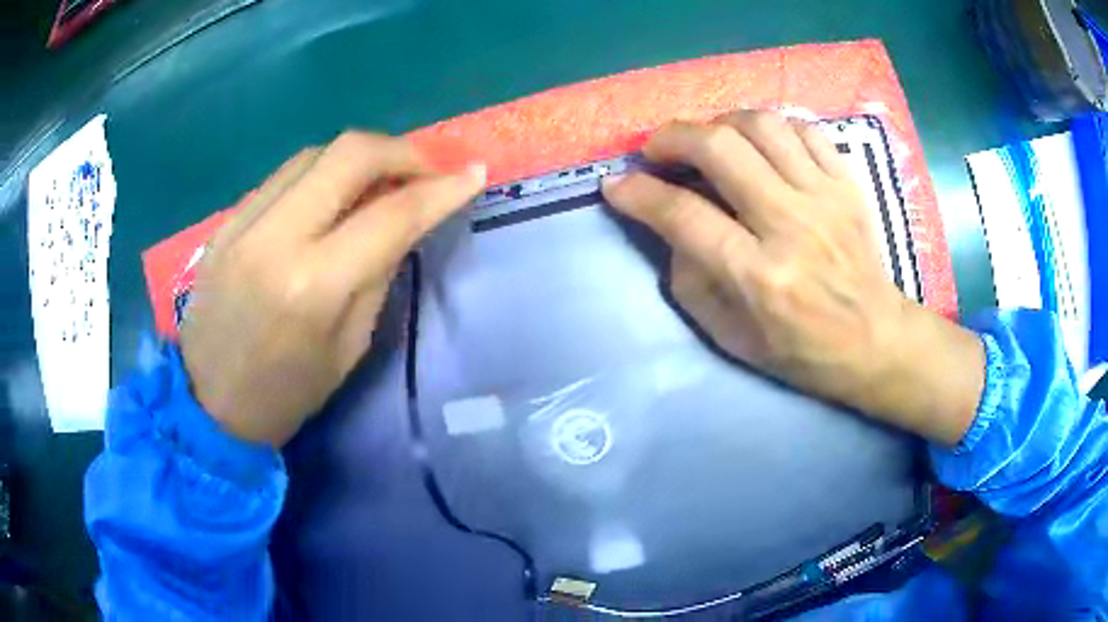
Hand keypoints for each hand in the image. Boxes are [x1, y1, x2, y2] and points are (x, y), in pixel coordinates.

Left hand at [180, 132, 485, 446]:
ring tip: (384, 180)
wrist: (207, 404)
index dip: (441, 190)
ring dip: (361, 157)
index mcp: (312, 286)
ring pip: (315, 153)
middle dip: (401, 151)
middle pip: (349, 153)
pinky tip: (334, 197)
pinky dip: (322, 174)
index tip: (474, 174)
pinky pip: (285, 176)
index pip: (391, 215)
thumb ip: (378, 274)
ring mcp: (244, 222)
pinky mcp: (227, 221)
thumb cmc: (285, 395)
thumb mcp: (349, 349)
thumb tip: (404, 220)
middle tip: (427, 171)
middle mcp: (275, 238)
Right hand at [602, 111, 983, 445]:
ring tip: (709, 140)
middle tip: (658, 150)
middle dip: (673, 137)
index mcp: (759, 276)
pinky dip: (772, 127)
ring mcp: (824, 197)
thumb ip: (691, 280)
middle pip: (719, 149)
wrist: (875, 341)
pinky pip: (804, 129)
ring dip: (721, 123)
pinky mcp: (847, 183)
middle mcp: (791, 225)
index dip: (638, 193)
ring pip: (762, 125)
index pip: (683, 215)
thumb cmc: (802, 351)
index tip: (616, 184)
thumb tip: (670, 227)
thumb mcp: (732, 338)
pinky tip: (760, 144)